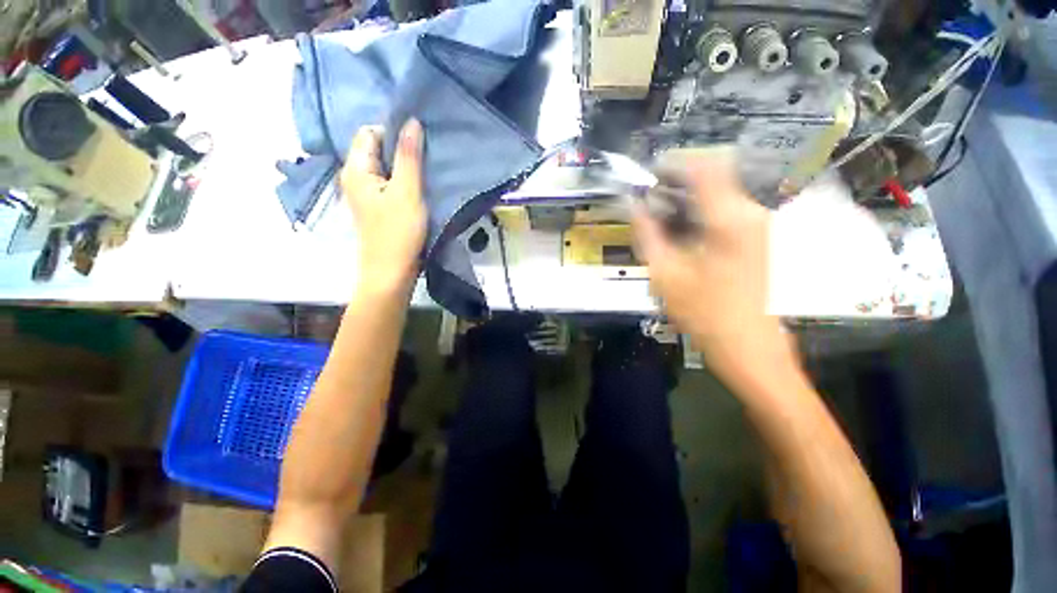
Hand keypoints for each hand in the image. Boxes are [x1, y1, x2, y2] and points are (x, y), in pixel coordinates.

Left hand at [340, 120, 426, 294]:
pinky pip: (389, 184)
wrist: (391, 272)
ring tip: (426, 172)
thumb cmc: (398, 233)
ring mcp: (365, 194)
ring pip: (385, 168)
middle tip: (427, 158)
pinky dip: (404, 182)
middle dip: (401, 149)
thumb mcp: (407, 192)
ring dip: (405, 167)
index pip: (369, 133)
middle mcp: (355, 177)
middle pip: (376, 150)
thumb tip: (411, 121)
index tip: (419, 143)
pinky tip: (419, 189)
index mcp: (356, 169)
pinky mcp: (377, 207)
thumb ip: (409, 157)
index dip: (393, 132)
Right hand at [632, 148, 794, 387]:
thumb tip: (632, 205)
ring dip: (688, 195)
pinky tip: (681, 230)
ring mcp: (757, 224)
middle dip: (678, 179)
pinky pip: (726, 208)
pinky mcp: (756, 237)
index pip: (705, 164)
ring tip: (660, 214)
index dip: (674, 161)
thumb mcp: (665, 273)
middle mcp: (749, 212)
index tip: (649, 173)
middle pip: (715, 173)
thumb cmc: (704, 313)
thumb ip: (646, 232)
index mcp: (728, 218)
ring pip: (720, 190)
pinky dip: (700, 209)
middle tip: (649, 197)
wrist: (749, 346)